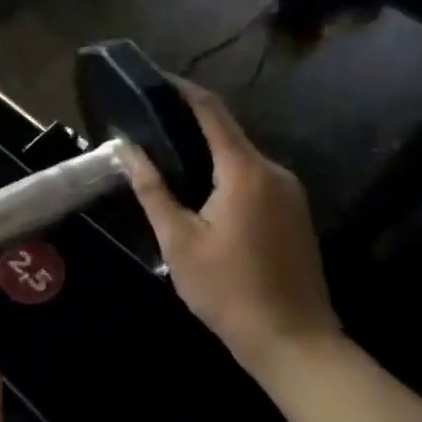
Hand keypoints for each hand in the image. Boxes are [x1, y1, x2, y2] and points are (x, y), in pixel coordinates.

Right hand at [122, 80, 339, 375]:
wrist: (295, 342)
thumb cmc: (228, 291)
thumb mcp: (178, 241)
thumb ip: (152, 190)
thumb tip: (127, 150)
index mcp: (245, 172)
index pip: (212, 113)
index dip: (183, 91)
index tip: (155, 79)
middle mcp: (274, 171)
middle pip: (228, 132)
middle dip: (189, 122)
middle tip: (149, 124)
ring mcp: (290, 192)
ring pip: (241, 157)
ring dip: (207, 151)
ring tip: (166, 155)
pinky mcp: (295, 212)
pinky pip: (254, 177)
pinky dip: (225, 172)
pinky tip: (199, 190)